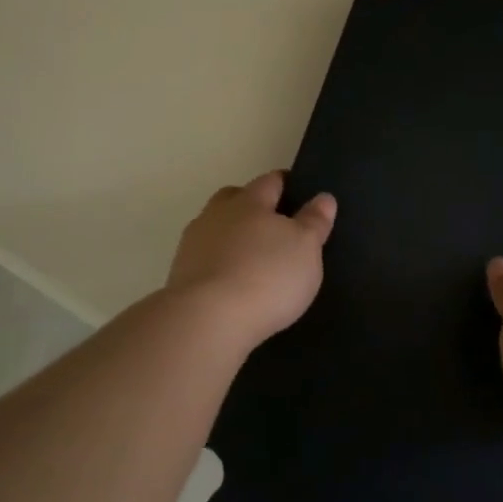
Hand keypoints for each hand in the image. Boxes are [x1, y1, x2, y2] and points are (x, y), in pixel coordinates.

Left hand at [167, 172, 336, 346]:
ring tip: (250, 259)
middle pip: (234, 198)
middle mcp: (217, 214)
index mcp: (250, 201)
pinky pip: (204, 258)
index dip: (285, 183)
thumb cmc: (267, 276)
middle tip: (272, 224)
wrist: (207, 320)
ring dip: (231, 236)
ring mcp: (193, 244)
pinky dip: (218, 264)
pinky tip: (231, 282)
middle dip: (251, 205)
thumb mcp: (305, 248)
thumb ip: (314, 221)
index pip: (270, 181)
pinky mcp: (179, 274)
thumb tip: (323, 197)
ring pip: (215, 228)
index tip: (298, 191)